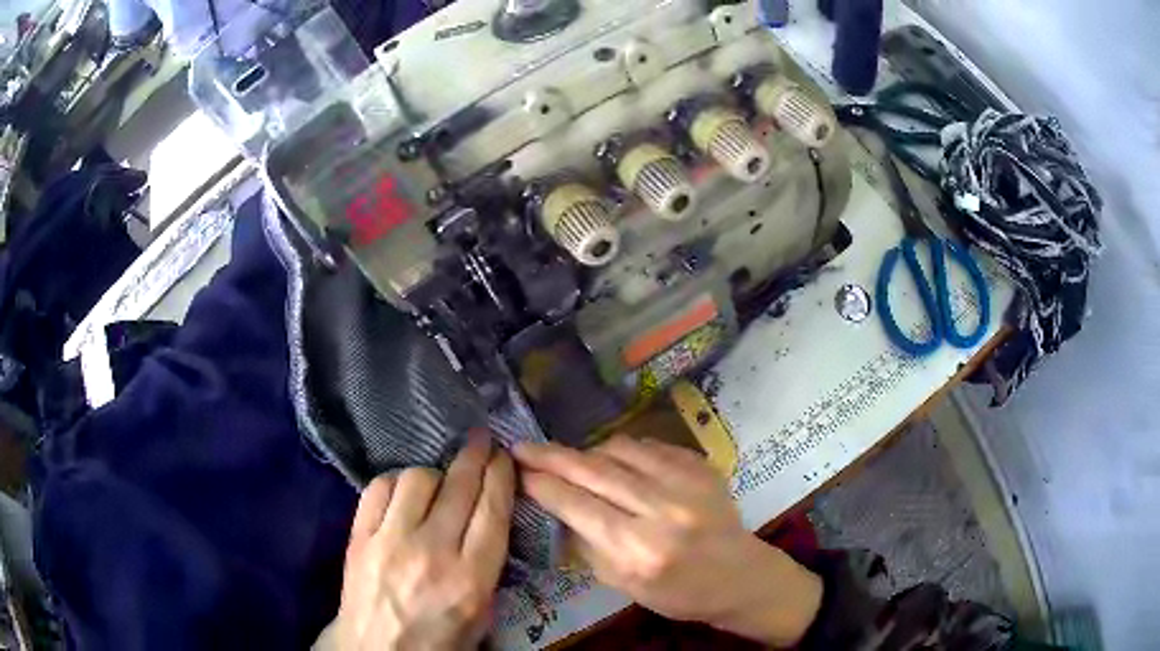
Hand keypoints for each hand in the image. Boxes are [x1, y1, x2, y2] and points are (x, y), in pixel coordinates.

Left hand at [330, 431, 514, 650]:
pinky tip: (402, 491)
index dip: (501, 475)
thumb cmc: (438, 638)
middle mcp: (432, 552)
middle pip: (459, 486)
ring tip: (437, 483)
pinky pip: (378, 488)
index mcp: (471, 578)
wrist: (377, 650)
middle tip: (481, 441)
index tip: (503, 456)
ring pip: (417, 478)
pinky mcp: (359, 536)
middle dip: (475, 456)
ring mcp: (390, 541)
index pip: (492, 510)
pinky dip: (395, 482)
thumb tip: (489, 515)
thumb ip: (489, 564)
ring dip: (434, 474)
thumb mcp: (482, 613)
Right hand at [515, 437, 821, 647]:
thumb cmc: (677, 592)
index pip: (577, 505)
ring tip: (571, 460)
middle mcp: (662, 510)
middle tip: (523, 446)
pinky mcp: (700, 465)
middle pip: (594, 471)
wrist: (738, 575)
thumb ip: (585, 543)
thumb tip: (553, 504)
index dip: (542, 484)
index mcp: (638, 549)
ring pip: (619, 450)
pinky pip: (648, 446)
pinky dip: (622, 451)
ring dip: (587, 452)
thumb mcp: (622, 583)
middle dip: (552, 456)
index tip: (517, 470)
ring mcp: (686, 481)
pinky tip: (613, 461)